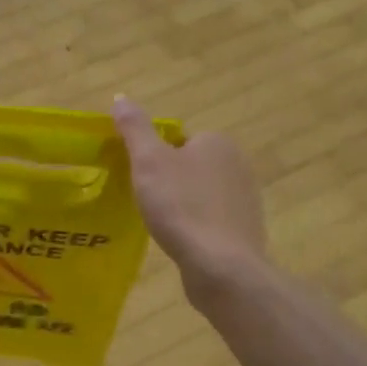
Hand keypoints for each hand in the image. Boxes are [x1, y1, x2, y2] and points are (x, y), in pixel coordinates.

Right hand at [111, 96, 266, 285]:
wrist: (220, 266)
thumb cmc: (181, 206)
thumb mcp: (148, 161)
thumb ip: (135, 128)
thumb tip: (121, 98)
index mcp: (217, 142)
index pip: (178, 140)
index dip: (155, 158)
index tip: (141, 179)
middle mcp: (238, 164)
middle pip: (189, 166)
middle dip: (169, 182)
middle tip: (148, 202)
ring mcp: (245, 199)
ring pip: (200, 194)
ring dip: (182, 206)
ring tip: (163, 225)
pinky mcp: (245, 230)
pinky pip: (211, 220)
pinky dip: (195, 228)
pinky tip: (182, 242)